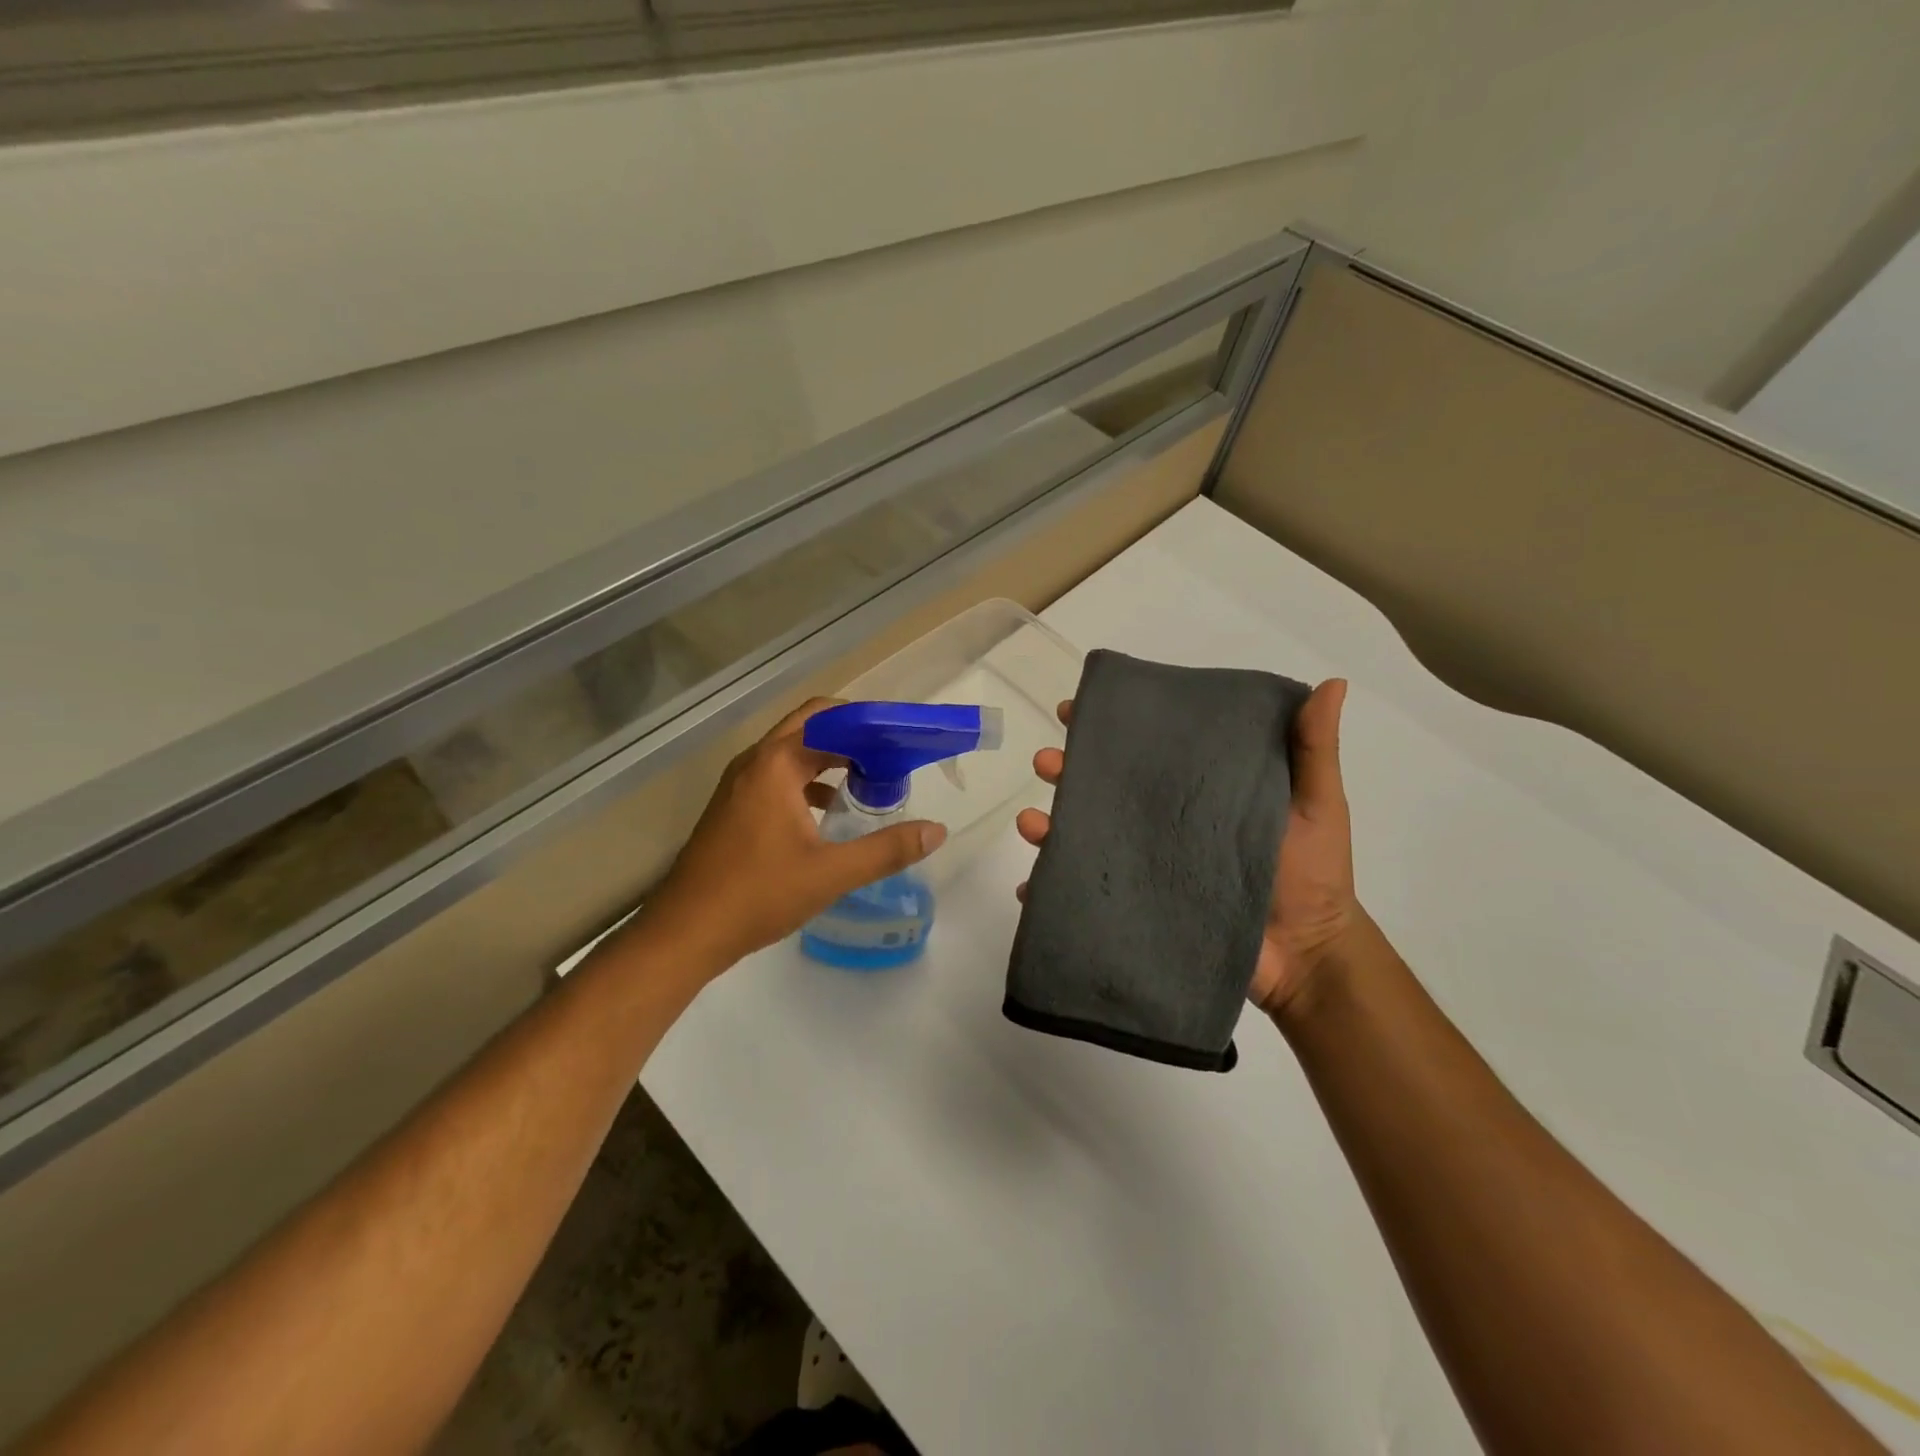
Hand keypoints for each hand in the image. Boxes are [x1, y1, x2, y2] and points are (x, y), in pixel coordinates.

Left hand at [641, 698, 946, 972]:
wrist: (685, 932)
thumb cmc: (758, 895)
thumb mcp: (830, 874)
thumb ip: (886, 849)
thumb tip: (936, 831)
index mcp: (776, 763)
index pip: (830, 718)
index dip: (870, 722)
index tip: (904, 737)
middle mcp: (755, 762)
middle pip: (810, 726)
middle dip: (852, 734)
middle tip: (891, 753)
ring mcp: (739, 783)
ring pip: (792, 751)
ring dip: (830, 756)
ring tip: (870, 778)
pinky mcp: (733, 806)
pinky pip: (778, 775)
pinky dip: (808, 779)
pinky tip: (830, 808)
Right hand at [1014, 680, 1359, 1017]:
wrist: (1306, 956)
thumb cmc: (1312, 874)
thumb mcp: (1316, 804)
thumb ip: (1312, 750)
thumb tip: (1331, 684)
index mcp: (1194, 790)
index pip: (1145, 748)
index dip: (1109, 726)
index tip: (1077, 707)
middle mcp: (1161, 821)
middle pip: (1102, 787)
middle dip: (1066, 768)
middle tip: (1048, 761)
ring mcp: (1145, 864)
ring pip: (1084, 836)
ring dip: (1048, 826)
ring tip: (1031, 823)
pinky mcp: (1136, 906)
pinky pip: (1084, 895)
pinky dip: (1051, 890)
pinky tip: (1032, 888)